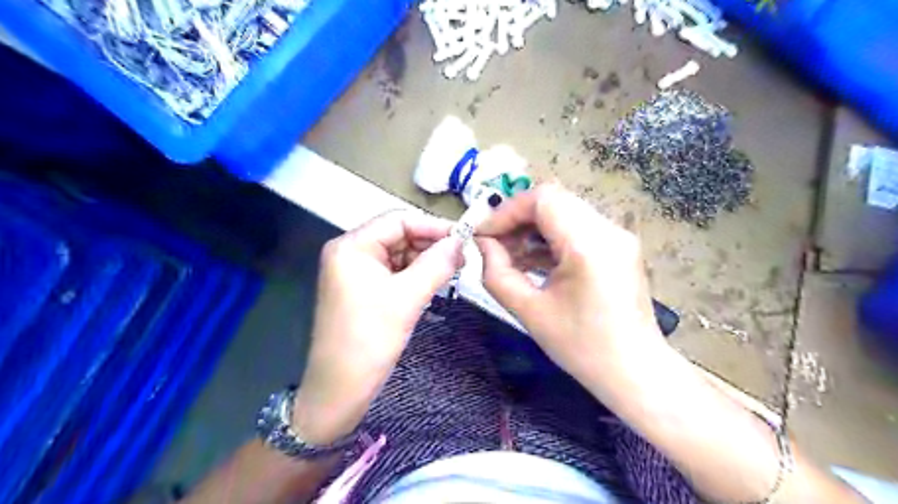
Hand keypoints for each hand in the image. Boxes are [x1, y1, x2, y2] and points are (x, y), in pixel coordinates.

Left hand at [295, 211, 461, 441]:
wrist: (340, 390)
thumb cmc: (369, 340)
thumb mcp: (407, 298)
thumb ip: (437, 265)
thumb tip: (461, 241)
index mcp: (352, 246)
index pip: (398, 220)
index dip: (433, 226)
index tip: (464, 239)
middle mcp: (351, 252)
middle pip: (398, 235)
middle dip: (430, 244)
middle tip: (462, 259)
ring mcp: (355, 271)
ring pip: (399, 254)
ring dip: (425, 260)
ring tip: (453, 272)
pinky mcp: (363, 289)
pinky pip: (394, 272)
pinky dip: (415, 274)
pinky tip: (434, 283)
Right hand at [477, 186, 665, 397]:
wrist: (634, 371)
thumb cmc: (581, 348)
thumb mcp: (529, 312)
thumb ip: (497, 273)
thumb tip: (483, 243)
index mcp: (588, 246)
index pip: (543, 199)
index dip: (506, 211)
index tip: (484, 235)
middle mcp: (608, 230)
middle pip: (553, 200)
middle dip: (517, 219)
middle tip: (494, 244)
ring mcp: (617, 235)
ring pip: (564, 211)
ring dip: (532, 228)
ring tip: (510, 255)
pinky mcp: (618, 245)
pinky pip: (576, 227)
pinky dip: (550, 237)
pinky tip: (533, 260)